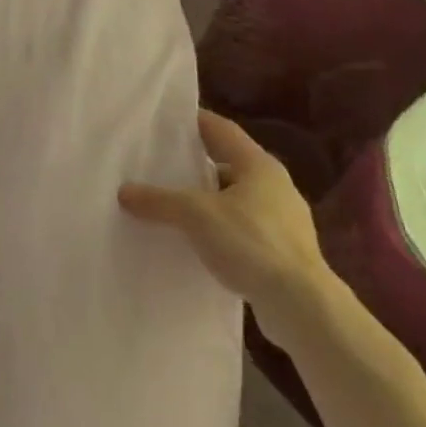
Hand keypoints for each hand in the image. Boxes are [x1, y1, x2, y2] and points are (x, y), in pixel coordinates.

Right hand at [120, 110, 330, 321]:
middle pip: (227, 164)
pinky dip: (219, 229)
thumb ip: (159, 200)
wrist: (302, 306)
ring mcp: (282, 219)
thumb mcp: (196, 215)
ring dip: (207, 200)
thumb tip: (124, 191)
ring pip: (235, 199)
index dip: (193, 121)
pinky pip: (242, 229)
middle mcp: (275, 185)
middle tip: (159, 165)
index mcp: (259, 164)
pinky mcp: (283, 251)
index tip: (165, 121)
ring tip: (172, 206)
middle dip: (195, 165)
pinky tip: (197, 242)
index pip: (221, 129)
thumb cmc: (251, 243)